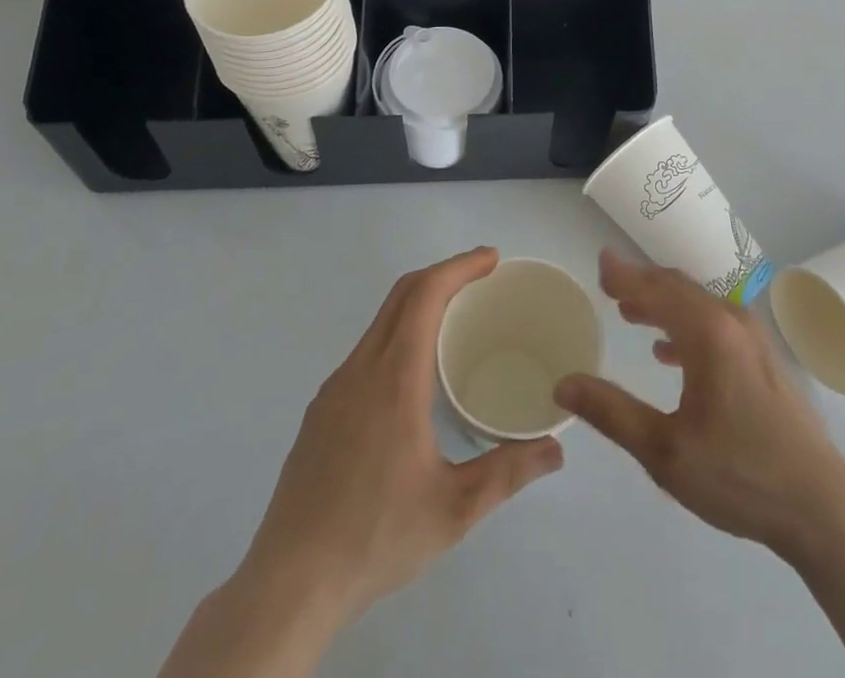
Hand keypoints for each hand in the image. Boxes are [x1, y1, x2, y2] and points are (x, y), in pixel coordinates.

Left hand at [247, 246, 563, 613]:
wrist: (288, 585)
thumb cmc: (376, 537)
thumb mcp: (454, 509)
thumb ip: (508, 472)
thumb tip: (556, 450)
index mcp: (395, 379)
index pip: (425, 295)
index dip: (459, 266)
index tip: (491, 259)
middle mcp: (361, 370)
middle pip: (401, 295)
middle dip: (443, 274)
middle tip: (483, 278)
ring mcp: (334, 390)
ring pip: (380, 322)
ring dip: (418, 303)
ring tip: (455, 320)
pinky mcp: (320, 412)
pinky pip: (365, 351)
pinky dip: (397, 334)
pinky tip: (414, 375)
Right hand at [555, 249, 844, 557]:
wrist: (819, 506)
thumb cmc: (739, 474)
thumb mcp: (665, 451)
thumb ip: (612, 413)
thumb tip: (564, 385)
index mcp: (708, 332)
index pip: (657, 288)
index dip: (625, 274)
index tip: (600, 261)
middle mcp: (732, 321)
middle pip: (678, 289)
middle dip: (641, 285)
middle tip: (609, 287)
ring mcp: (753, 339)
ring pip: (698, 306)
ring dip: (662, 305)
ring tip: (630, 314)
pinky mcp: (763, 360)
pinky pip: (715, 325)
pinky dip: (685, 326)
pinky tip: (668, 353)